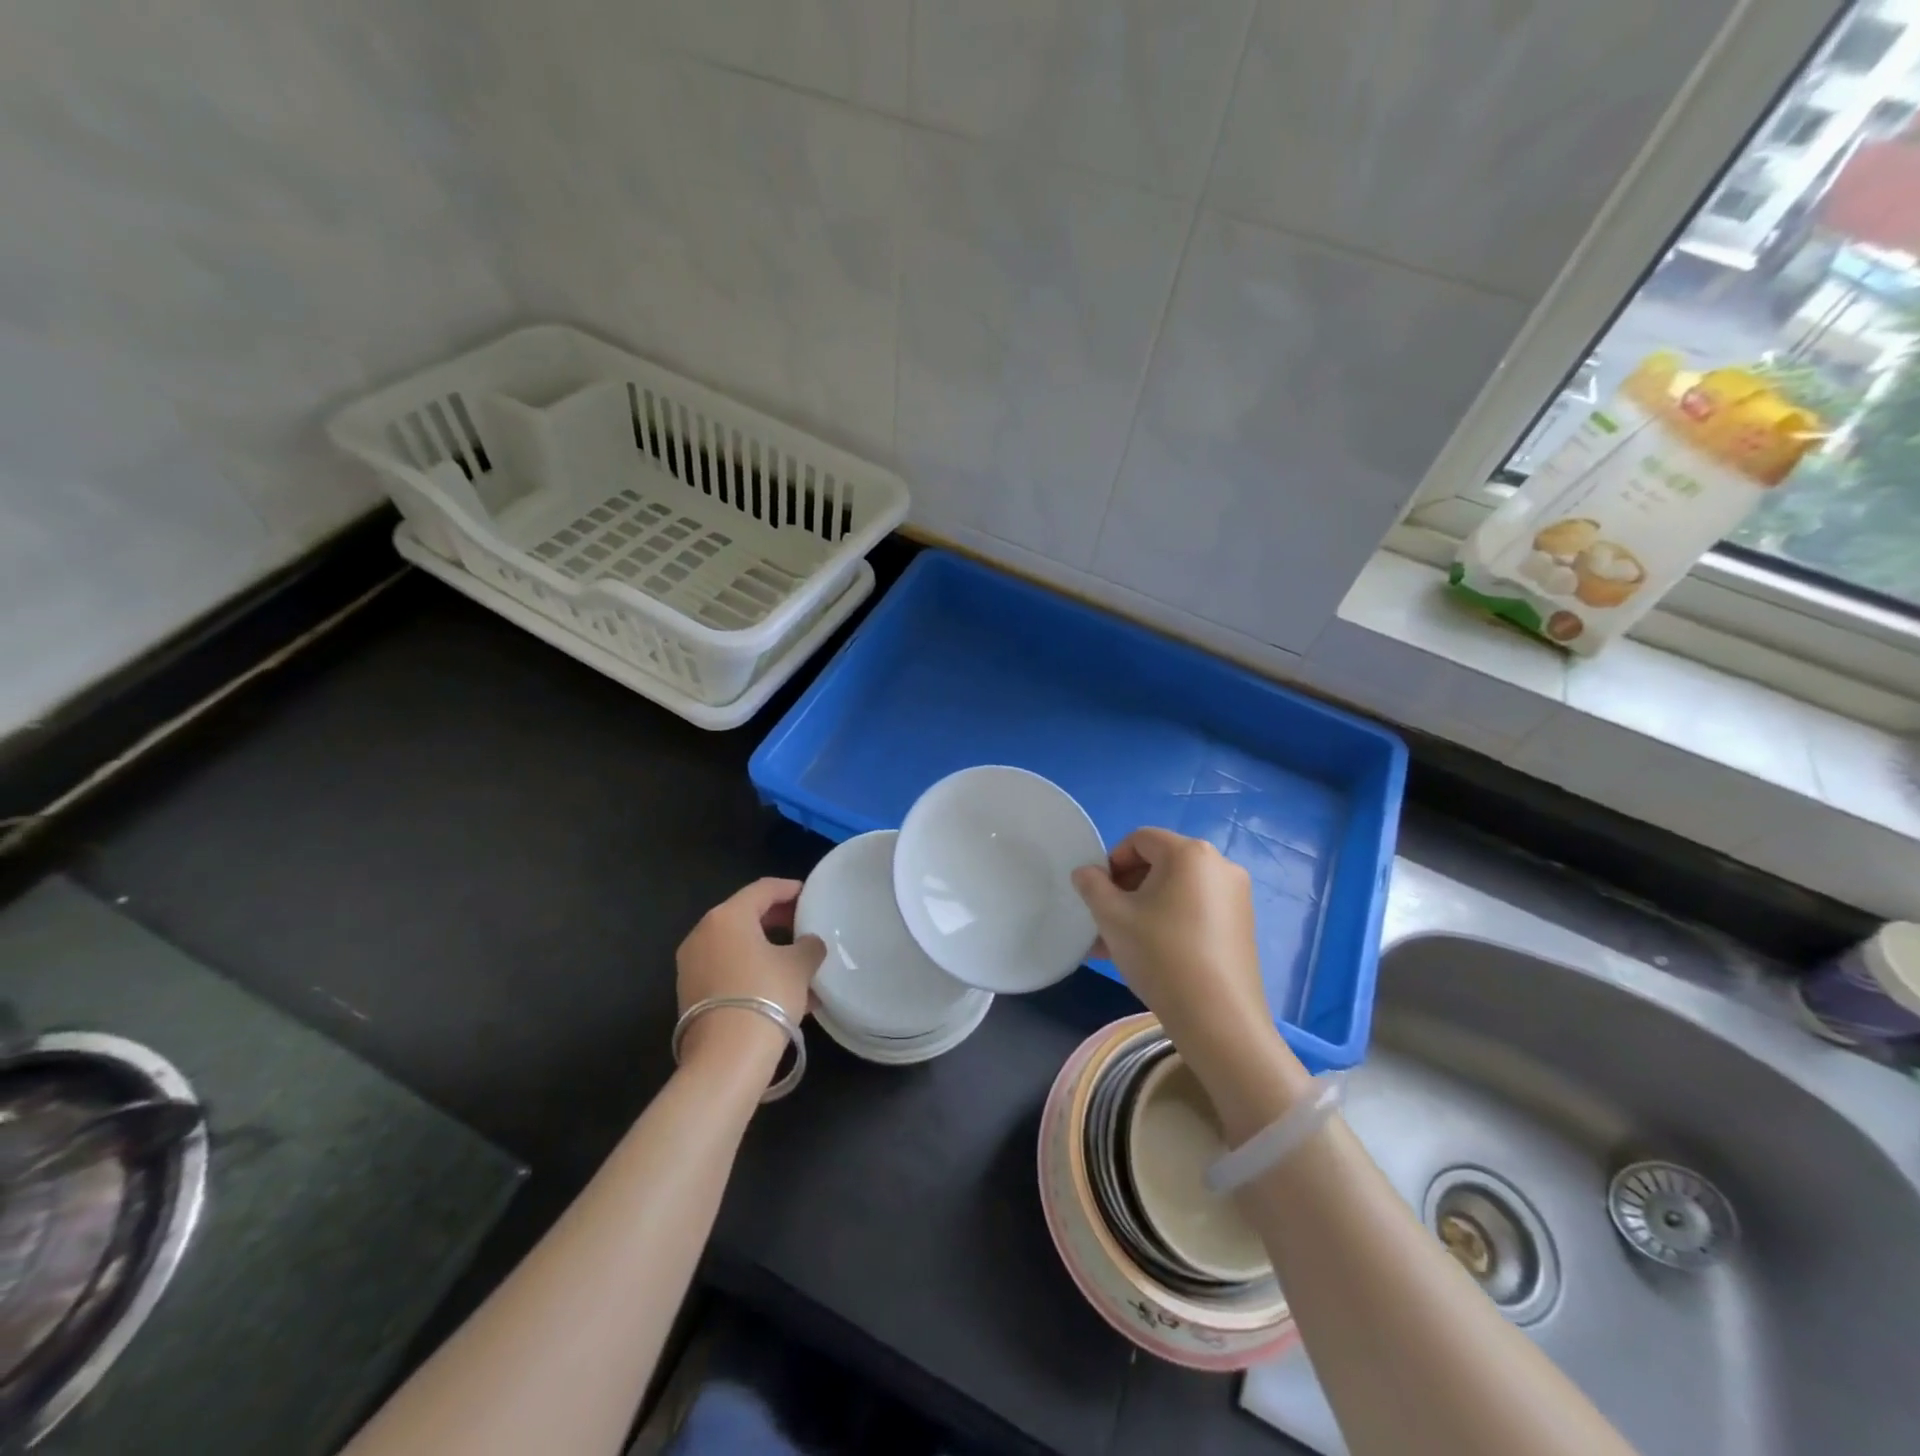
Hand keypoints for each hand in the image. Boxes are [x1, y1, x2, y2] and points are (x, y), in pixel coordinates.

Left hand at [675, 879, 824, 1068]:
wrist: (727, 1057)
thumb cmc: (767, 995)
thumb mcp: (800, 966)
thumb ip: (809, 946)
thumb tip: (808, 944)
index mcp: (728, 916)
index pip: (763, 889)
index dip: (789, 889)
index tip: (810, 894)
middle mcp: (703, 934)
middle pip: (745, 915)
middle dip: (777, 919)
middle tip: (804, 925)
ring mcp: (691, 965)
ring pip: (737, 946)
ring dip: (766, 949)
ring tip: (797, 964)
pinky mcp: (690, 993)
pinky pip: (727, 970)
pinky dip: (752, 971)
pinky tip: (779, 990)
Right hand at [1072, 829, 1309, 1125]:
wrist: (1218, 1019)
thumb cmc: (1160, 955)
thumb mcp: (1112, 917)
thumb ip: (1092, 885)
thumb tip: (1086, 873)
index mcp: (1190, 853)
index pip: (1140, 840)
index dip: (1112, 861)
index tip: (1098, 894)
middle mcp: (1219, 865)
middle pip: (1160, 863)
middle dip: (1126, 888)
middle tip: (1105, 921)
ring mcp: (1236, 896)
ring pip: (1176, 890)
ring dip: (1143, 908)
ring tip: (1118, 944)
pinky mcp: (1242, 925)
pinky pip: (1195, 909)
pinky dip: (1169, 921)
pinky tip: (1149, 954)